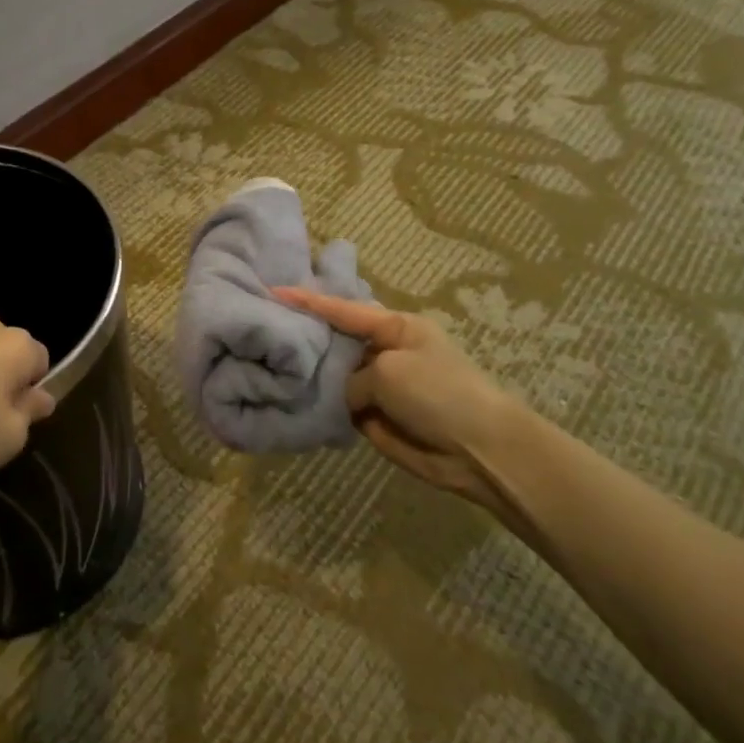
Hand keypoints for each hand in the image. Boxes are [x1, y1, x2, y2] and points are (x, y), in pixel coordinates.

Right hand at [274, 288, 521, 512]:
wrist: (479, 451)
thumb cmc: (438, 393)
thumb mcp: (389, 371)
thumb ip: (351, 378)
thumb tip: (346, 399)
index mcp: (395, 327)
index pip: (343, 309)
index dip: (308, 301)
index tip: (273, 291)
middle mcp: (384, 352)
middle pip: (335, 340)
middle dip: (305, 338)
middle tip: (265, 332)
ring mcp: (379, 386)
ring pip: (334, 376)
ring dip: (310, 376)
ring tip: (268, 367)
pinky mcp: (375, 417)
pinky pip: (339, 407)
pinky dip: (322, 406)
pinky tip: (290, 401)